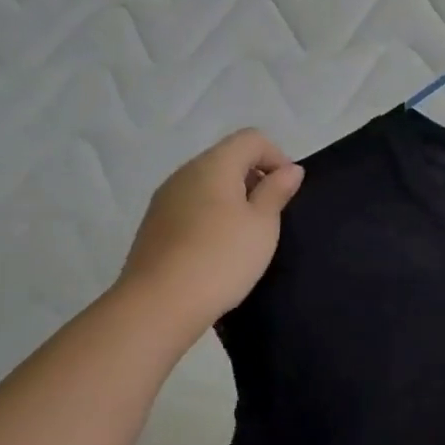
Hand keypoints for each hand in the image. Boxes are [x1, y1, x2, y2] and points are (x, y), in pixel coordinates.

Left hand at [119, 130, 304, 323]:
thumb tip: (289, 169)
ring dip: (233, 199)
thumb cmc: (221, 258)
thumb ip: (277, 191)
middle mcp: (185, 173)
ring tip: (246, 236)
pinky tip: (217, 250)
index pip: (251, 139)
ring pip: (208, 183)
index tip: (286, 192)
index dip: (276, 157)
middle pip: (228, 158)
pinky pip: (191, 206)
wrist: (158, 305)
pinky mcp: (154, 225)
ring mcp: (165, 199)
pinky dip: (211, 215)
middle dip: (255, 178)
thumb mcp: (263, 224)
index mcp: (214, 165)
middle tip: (270, 216)